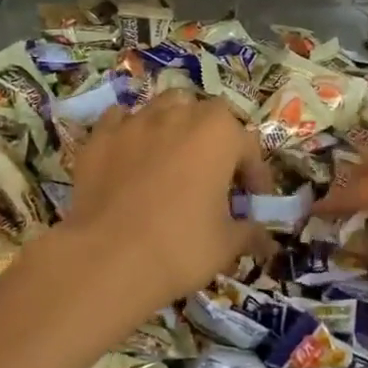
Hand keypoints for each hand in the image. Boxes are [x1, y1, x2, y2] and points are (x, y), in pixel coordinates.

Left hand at [60, 91, 273, 313]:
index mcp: (219, 133)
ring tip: (174, 158)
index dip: (255, 175)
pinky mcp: (101, 137)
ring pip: (165, 108)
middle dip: (217, 140)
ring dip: (176, 126)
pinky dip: (131, 132)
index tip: (253, 201)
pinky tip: (131, 155)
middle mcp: (180, 115)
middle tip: (215, 176)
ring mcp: (137, 122)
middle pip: (208, 115)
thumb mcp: (227, 245)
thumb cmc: (180, 246)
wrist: (106, 259)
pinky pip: (120, 121)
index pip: (249, 146)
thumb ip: (250, 233)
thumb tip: (266, 240)